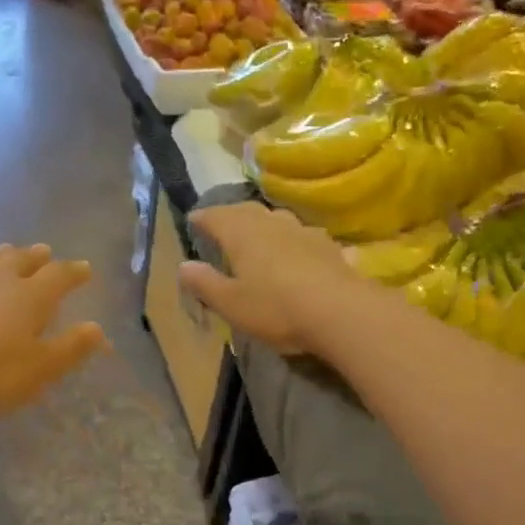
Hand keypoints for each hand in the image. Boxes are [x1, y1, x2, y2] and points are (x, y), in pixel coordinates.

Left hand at [0, 243, 107, 423]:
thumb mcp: (39, 370)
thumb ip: (69, 348)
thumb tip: (96, 328)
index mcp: (30, 297)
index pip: (58, 276)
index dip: (73, 272)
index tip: (84, 269)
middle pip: (21, 259)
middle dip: (37, 256)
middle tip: (46, 252)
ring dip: (3, 255)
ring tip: (9, 250)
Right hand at [179, 203, 368, 355]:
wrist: (342, 313)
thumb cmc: (276, 308)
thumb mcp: (231, 303)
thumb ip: (205, 283)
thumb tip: (183, 265)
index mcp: (242, 233)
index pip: (216, 216)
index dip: (202, 217)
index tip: (193, 220)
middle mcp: (272, 223)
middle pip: (247, 211)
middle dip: (231, 216)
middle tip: (221, 225)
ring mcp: (304, 232)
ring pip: (278, 219)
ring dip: (264, 224)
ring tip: (257, 236)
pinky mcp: (329, 248)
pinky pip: (303, 238)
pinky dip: (292, 241)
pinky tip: (297, 252)